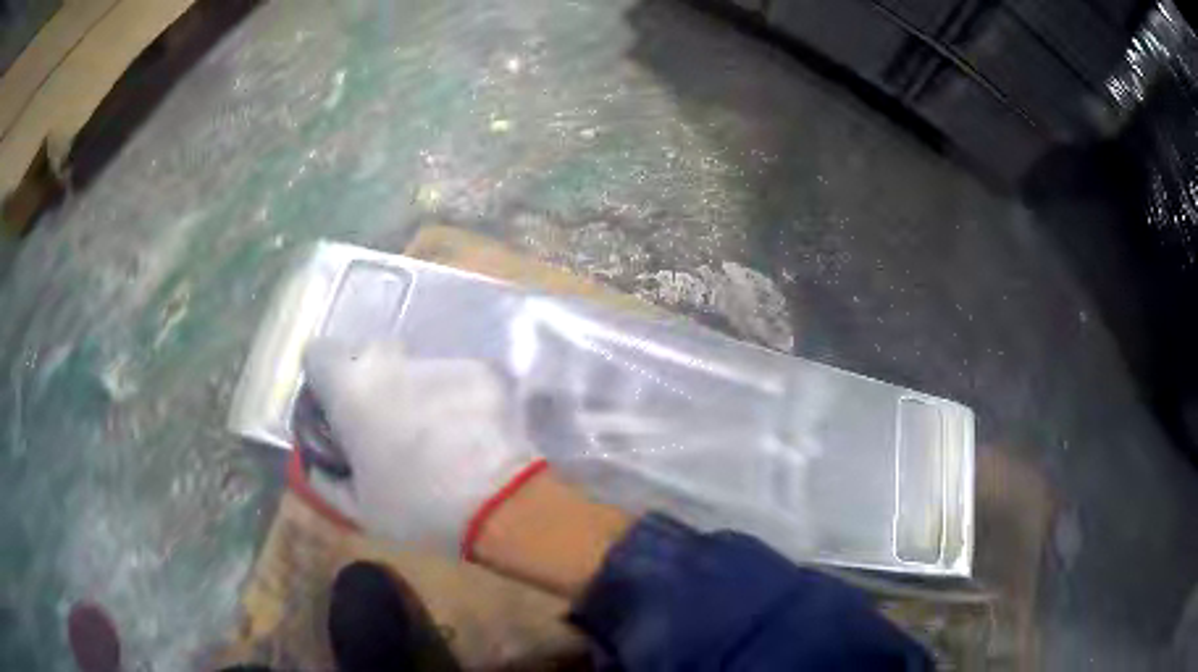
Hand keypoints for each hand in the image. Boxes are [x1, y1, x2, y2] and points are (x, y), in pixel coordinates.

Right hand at [302, 338, 544, 556]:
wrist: (498, 504)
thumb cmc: (416, 509)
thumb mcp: (357, 507)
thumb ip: (326, 477)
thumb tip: (317, 464)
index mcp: (351, 387)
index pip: (317, 353)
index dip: (323, 380)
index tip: (335, 410)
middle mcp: (391, 360)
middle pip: (368, 356)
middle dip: (370, 384)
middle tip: (384, 426)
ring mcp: (439, 361)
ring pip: (414, 368)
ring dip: (414, 392)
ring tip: (435, 436)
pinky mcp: (479, 370)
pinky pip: (453, 379)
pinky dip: (453, 399)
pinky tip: (468, 434)